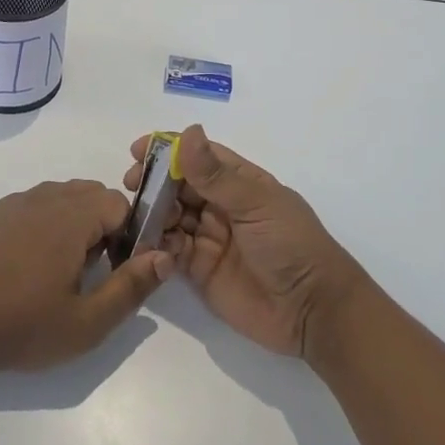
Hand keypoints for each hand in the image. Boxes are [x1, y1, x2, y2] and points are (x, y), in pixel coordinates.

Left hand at [0, 180, 172, 372]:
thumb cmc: (24, 327)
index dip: (128, 233)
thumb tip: (166, 256)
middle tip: (92, 271)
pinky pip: (32, 204)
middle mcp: (44, 199)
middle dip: (103, 224)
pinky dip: (44, 222)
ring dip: (74, 221)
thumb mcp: (88, 322)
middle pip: (90, 193)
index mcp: (71, 218)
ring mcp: (14, 203)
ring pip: (61, 196)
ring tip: (62, 268)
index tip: (117, 268)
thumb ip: (132, 286)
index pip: (118, 203)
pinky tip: (30, 262)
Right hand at [126, 126, 366, 359]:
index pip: (199, 157)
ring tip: (136, 214)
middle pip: (178, 186)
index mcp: (241, 183)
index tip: (138, 150)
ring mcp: (209, 238)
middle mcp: (222, 206)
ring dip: (151, 211)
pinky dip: (155, 244)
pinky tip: (145, 242)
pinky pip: (169, 250)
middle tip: (131, 184)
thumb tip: (187, 133)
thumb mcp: (256, 204)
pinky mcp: (198, 269)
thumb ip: (216, 175)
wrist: (313, 311)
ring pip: (170, 216)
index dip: (169, 150)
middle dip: (153, 181)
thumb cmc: (291, 245)